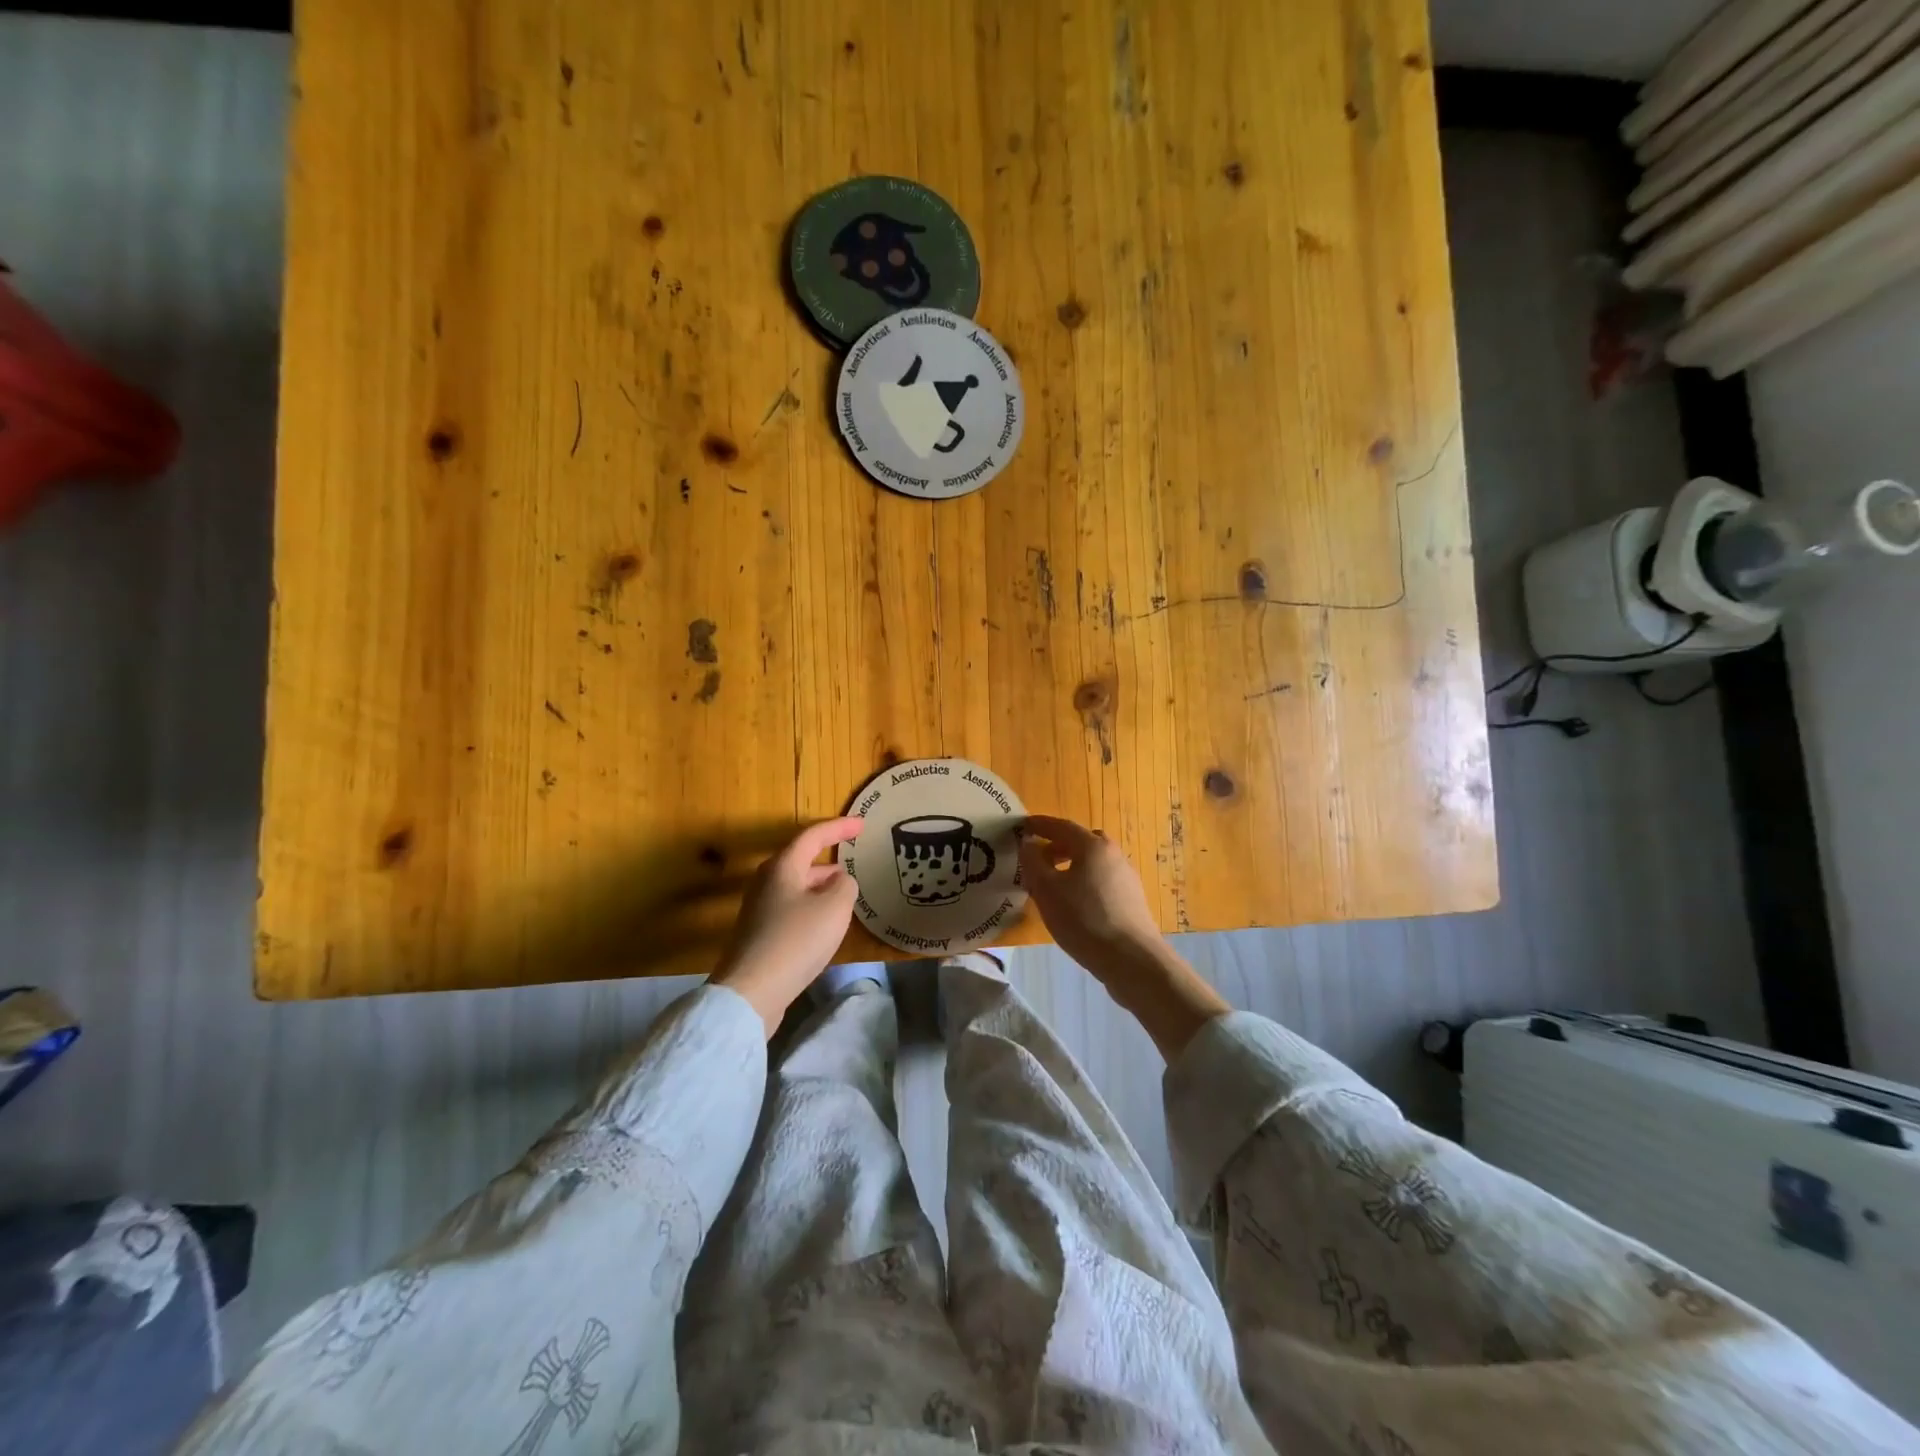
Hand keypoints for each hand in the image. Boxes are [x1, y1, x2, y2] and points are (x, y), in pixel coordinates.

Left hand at [711, 817, 863, 1037]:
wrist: (751, 992)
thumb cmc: (796, 940)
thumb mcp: (834, 907)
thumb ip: (845, 886)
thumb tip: (840, 881)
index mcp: (782, 867)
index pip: (813, 836)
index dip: (839, 828)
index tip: (862, 824)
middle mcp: (766, 882)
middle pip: (801, 861)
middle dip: (828, 860)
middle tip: (853, 864)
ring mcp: (760, 909)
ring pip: (797, 886)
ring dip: (821, 886)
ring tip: (845, 894)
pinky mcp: (760, 934)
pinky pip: (792, 908)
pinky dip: (812, 907)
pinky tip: (826, 925)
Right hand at [1018, 814, 1227, 1057]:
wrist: (1131, 959)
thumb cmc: (1084, 919)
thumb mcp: (1047, 890)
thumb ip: (1033, 862)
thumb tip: (1028, 844)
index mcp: (1093, 846)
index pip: (1062, 826)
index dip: (1040, 825)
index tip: (1023, 826)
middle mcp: (1113, 855)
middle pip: (1081, 842)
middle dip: (1057, 846)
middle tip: (1038, 859)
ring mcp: (1126, 877)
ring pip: (1093, 863)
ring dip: (1072, 866)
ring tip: (1053, 885)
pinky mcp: (1132, 900)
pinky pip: (1102, 881)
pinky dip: (1084, 882)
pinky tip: (1074, 904)